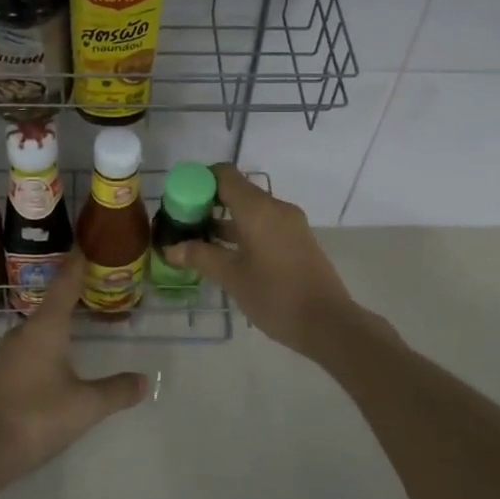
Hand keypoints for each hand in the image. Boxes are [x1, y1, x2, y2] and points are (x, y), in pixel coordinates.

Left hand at [0, 252, 147, 498]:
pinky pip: (31, 344)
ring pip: (41, 324)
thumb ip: (116, 391)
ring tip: (85, 317)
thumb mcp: (85, 406)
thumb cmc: (35, 418)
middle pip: (53, 301)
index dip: (78, 261)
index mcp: (45, 327)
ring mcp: (7, 352)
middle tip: (100, 282)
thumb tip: (145, 380)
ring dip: (62, 317)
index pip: (65, 283)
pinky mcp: (0, 372)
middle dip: (76, 290)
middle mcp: (24, 331)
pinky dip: (50, 339)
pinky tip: (60, 355)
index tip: (88, 240)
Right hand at [163, 165, 358, 357]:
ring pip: (251, 210)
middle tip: (184, 224)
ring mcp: (290, 224)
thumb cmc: (275, 295)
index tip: (179, 200)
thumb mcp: (232, 277)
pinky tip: (227, 254)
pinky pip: (264, 224)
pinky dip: (243, 231)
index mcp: (258, 209)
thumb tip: (171, 248)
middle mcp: (276, 208)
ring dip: (225, 220)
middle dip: (208, 203)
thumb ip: (200, 256)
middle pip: (237, 191)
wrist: (328, 323)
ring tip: (199, 241)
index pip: (224, 175)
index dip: (199, 181)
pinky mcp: (297, 240)